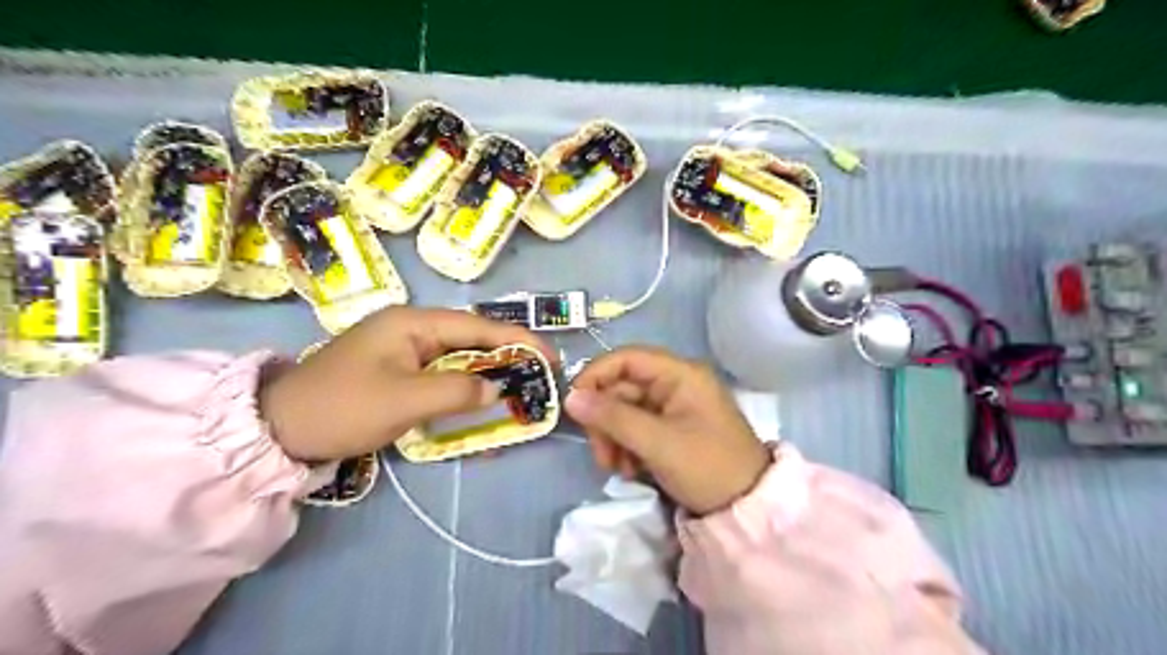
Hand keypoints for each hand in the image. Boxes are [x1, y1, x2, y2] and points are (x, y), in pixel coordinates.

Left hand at [259, 307, 554, 460]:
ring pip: (460, 358)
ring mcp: (405, 350)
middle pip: (472, 338)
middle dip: (507, 356)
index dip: (518, 340)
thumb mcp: (404, 400)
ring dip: (488, 374)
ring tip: (520, 388)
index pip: (479, 326)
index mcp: (414, 322)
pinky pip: (443, 375)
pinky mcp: (399, 371)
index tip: (550, 357)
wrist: (280, 429)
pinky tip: (481, 403)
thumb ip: (457, 392)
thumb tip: (496, 391)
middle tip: (540, 376)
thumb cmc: (342, 407)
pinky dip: (465, 388)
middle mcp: (412, 328)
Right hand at [569, 347, 773, 516]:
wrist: (748, 508)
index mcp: (680, 374)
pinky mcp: (671, 429)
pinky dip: (627, 447)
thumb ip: (613, 417)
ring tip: (618, 468)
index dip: (596, 376)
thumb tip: (570, 397)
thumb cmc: (708, 467)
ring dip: (614, 438)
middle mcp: (676, 383)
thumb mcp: (658, 442)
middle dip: (605, 420)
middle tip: (602, 455)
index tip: (574, 405)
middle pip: (622, 387)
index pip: (626, 358)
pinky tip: (630, 470)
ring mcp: (674, 407)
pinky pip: (637, 428)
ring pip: (625, 411)